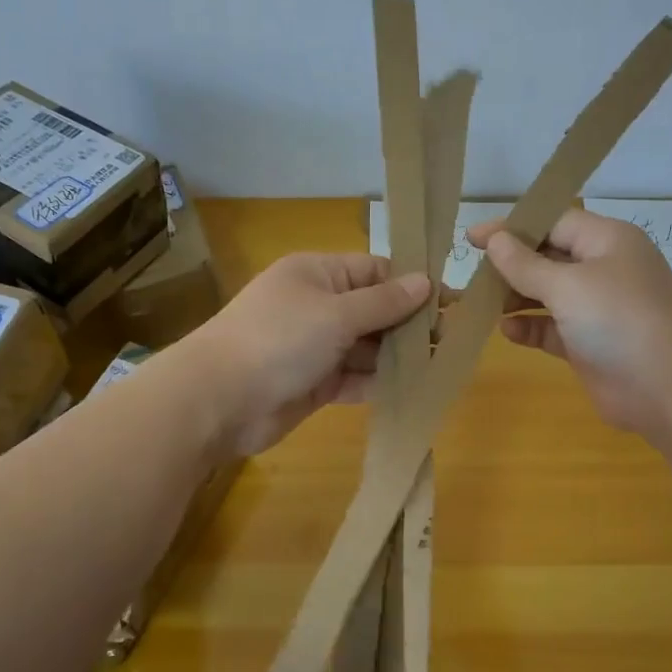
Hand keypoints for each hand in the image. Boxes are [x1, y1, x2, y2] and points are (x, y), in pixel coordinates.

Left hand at [184, 252, 431, 456]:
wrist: (220, 400)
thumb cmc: (280, 339)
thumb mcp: (336, 313)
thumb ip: (383, 302)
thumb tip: (425, 281)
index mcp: (317, 274)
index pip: (374, 270)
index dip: (411, 284)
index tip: (450, 301)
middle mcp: (316, 306)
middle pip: (373, 310)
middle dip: (408, 324)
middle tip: (450, 339)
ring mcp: (314, 347)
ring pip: (366, 347)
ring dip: (397, 356)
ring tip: (439, 365)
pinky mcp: (313, 383)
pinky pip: (353, 378)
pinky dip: (377, 383)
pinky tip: (411, 389)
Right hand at [469, 208, 671, 445]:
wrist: (669, 389)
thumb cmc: (619, 321)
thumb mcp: (568, 285)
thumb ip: (526, 264)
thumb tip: (495, 240)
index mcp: (606, 241)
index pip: (553, 222)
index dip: (512, 227)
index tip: (471, 238)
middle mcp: (603, 269)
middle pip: (548, 257)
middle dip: (511, 264)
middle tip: (471, 274)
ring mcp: (597, 309)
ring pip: (547, 294)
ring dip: (515, 297)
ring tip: (479, 303)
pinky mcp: (589, 344)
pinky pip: (551, 328)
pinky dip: (529, 328)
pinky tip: (506, 332)